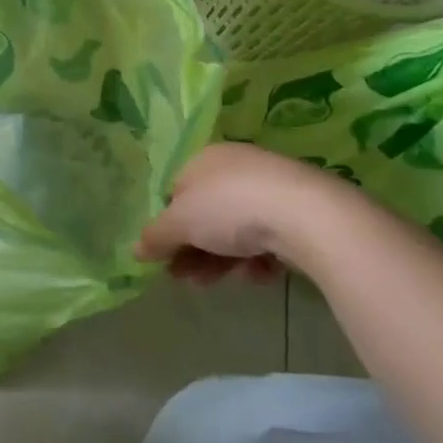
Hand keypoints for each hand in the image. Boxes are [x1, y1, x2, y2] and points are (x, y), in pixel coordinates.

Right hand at [136, 143, 338, 284]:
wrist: (306, 215)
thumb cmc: (230, 208)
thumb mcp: (179, 223)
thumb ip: (155, 237)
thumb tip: (135, 250)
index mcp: (204, 158)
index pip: (176, 192)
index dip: (168, 226)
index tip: (164, 257)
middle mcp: (236, 167)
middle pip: (205, 214)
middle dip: (193, 250)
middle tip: (186, 279)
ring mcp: (270, 188)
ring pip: (236, 230)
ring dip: (220, 260)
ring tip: (216, 284)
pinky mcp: (299, 212)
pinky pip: (268, 238)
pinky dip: (258, 258)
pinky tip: (258, 273)